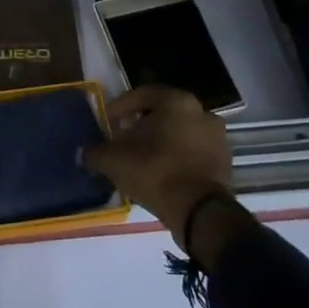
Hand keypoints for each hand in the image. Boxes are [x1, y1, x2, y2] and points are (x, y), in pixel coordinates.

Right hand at [82, 85, 232, 248]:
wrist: (200, 212)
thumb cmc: (156, 172)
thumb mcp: (115, 161)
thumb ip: (96, 153)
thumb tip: (84, 154)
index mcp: (177, 101)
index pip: (142, 94)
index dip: (120, 107)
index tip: (107, 122)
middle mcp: (201, 111)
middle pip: (163, 113)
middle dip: (141, 125)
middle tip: (123, 141)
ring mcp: (217, 137)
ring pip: (179, 132)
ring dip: (161, 142)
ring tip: (141, 160)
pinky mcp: (224, 162)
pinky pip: (193, 152)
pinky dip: (177, 158)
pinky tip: (161, 174)